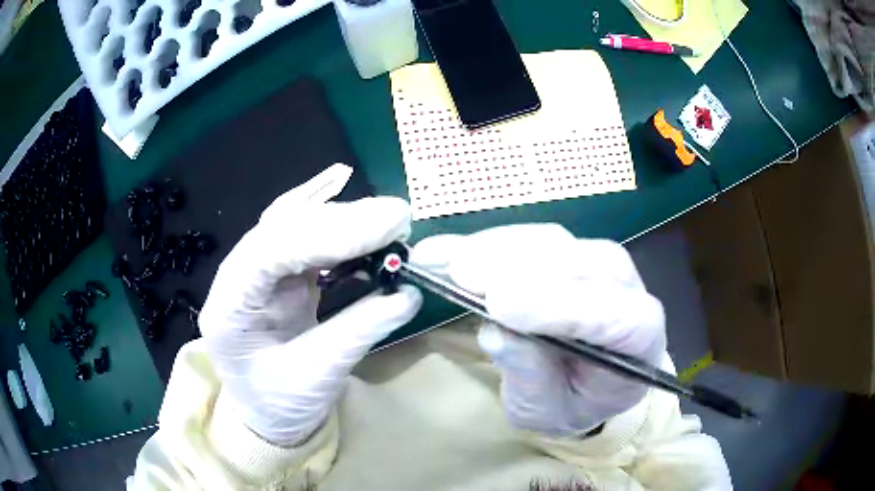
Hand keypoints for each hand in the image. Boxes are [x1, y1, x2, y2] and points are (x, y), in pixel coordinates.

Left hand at [199, 165, 421, 445]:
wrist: (268, 413)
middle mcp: (236, 277)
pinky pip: (303, 236)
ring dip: (341, 218)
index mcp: (229, 307)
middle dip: (340, 219)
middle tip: (396, 218)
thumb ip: (358, 331)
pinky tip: (354, 206)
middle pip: (282, 229)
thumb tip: (407, 294)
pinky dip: (332, 222)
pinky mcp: (278, 273)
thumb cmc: (280, 404)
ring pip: (293, 225)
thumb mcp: (317, 377)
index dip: (325, 235)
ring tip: (388, 221)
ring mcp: (256, 271)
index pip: (269, 252)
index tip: (383, 228)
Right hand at [412, 224, 665, 435]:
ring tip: (449, 260)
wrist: (585, 385)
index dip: (558, 305)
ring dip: (500, 248)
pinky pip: (535, 238)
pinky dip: (492, 243)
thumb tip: (496, 333)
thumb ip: (530, 376)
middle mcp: (627, 292)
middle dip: (521, 267)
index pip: (612, 316)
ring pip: (558, 242)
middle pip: (586, 264)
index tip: (499, 305)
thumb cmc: (573, 403)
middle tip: (462, 273)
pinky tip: (455, 250)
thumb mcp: (546, 411)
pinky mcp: (571, 253)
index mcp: (638, 341)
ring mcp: (600, 266)